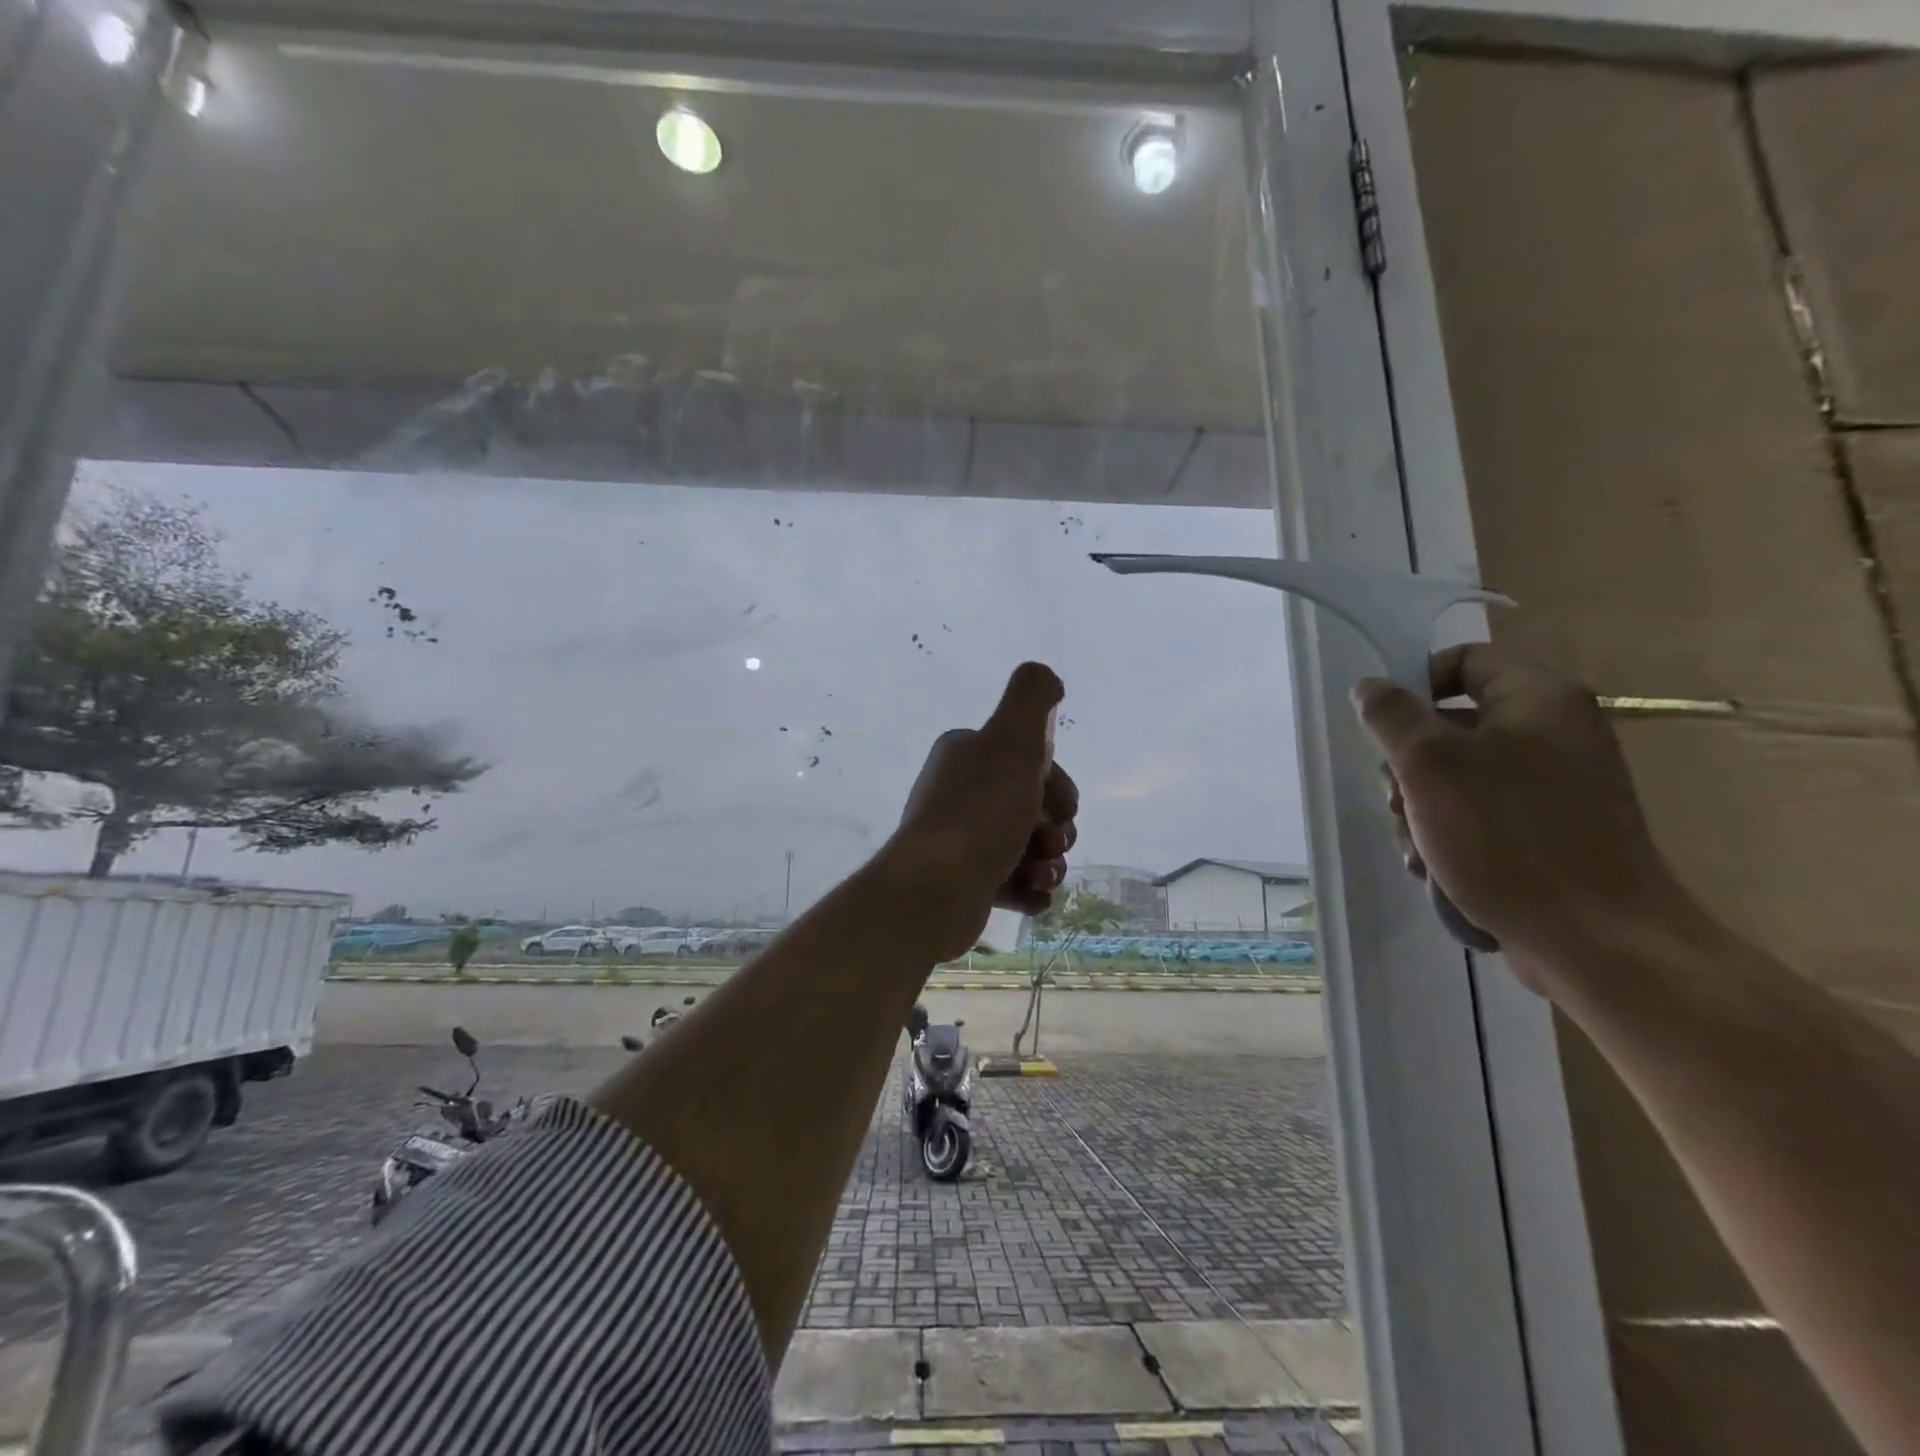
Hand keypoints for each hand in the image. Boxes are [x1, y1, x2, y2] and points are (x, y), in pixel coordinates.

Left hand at [887, 662, 1078, 962]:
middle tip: (1053, 842)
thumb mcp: (1012, 739)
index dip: (1058, 784)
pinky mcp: (965, 883)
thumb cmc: (980, 811)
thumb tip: (1046, 677)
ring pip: (1028, 847)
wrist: (935, 888)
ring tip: (1042, 873)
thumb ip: (1032, 697)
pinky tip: (1032, 894)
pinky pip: (1014, 883)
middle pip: (1034, 806)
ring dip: (1049, 862)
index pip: (1030, 762)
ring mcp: (961, 841)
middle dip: (1057, 827)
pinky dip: (1030, 889)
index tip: (1063, 806)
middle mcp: (960, 793)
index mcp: (967, 755)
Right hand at [1354, 644, 1683, 983]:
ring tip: (1415, 846)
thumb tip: (1369, 685)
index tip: (1382, 728)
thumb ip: (1391, 715)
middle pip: (1451, 724)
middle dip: (1408, 765)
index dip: (1414, 684)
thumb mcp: (1429, 763)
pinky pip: (1481, 813)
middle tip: (1396, 799)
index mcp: (1539, 699)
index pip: (1464, 660)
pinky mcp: (1549, 831)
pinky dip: (1449, 834)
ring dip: (1419, 808)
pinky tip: (1434, 867)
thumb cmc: (1506, 835)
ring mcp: (1555, 785)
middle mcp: (1553, 733)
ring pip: (1457, 776)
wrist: (1594, 938)